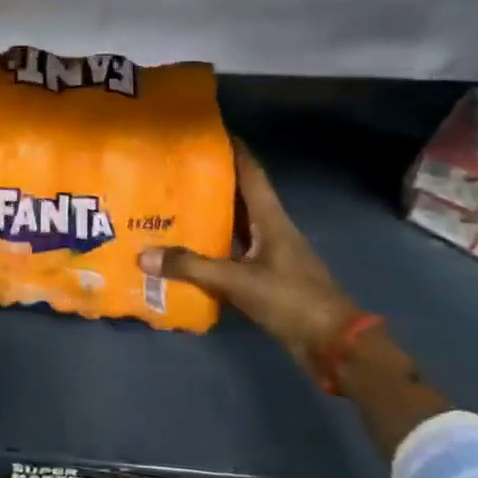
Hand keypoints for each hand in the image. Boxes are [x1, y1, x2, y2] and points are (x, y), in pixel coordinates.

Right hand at [139, 138, 361, 379]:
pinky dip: (211, 247)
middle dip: (211, 181)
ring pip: (235, 226)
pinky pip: (232, 253)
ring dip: (210, 215)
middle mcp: (270, 230)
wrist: (333, 344)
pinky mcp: (265, 278)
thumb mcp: (238, 281)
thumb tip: (143, 255)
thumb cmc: (291, 299)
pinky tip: (186, 249)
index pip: (251, 173)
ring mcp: (270, 255)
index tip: (209, 132)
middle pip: (239, 196)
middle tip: (175, 169)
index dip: (233, 150)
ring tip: (172, 204)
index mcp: (271, 219)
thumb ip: (191, 267)